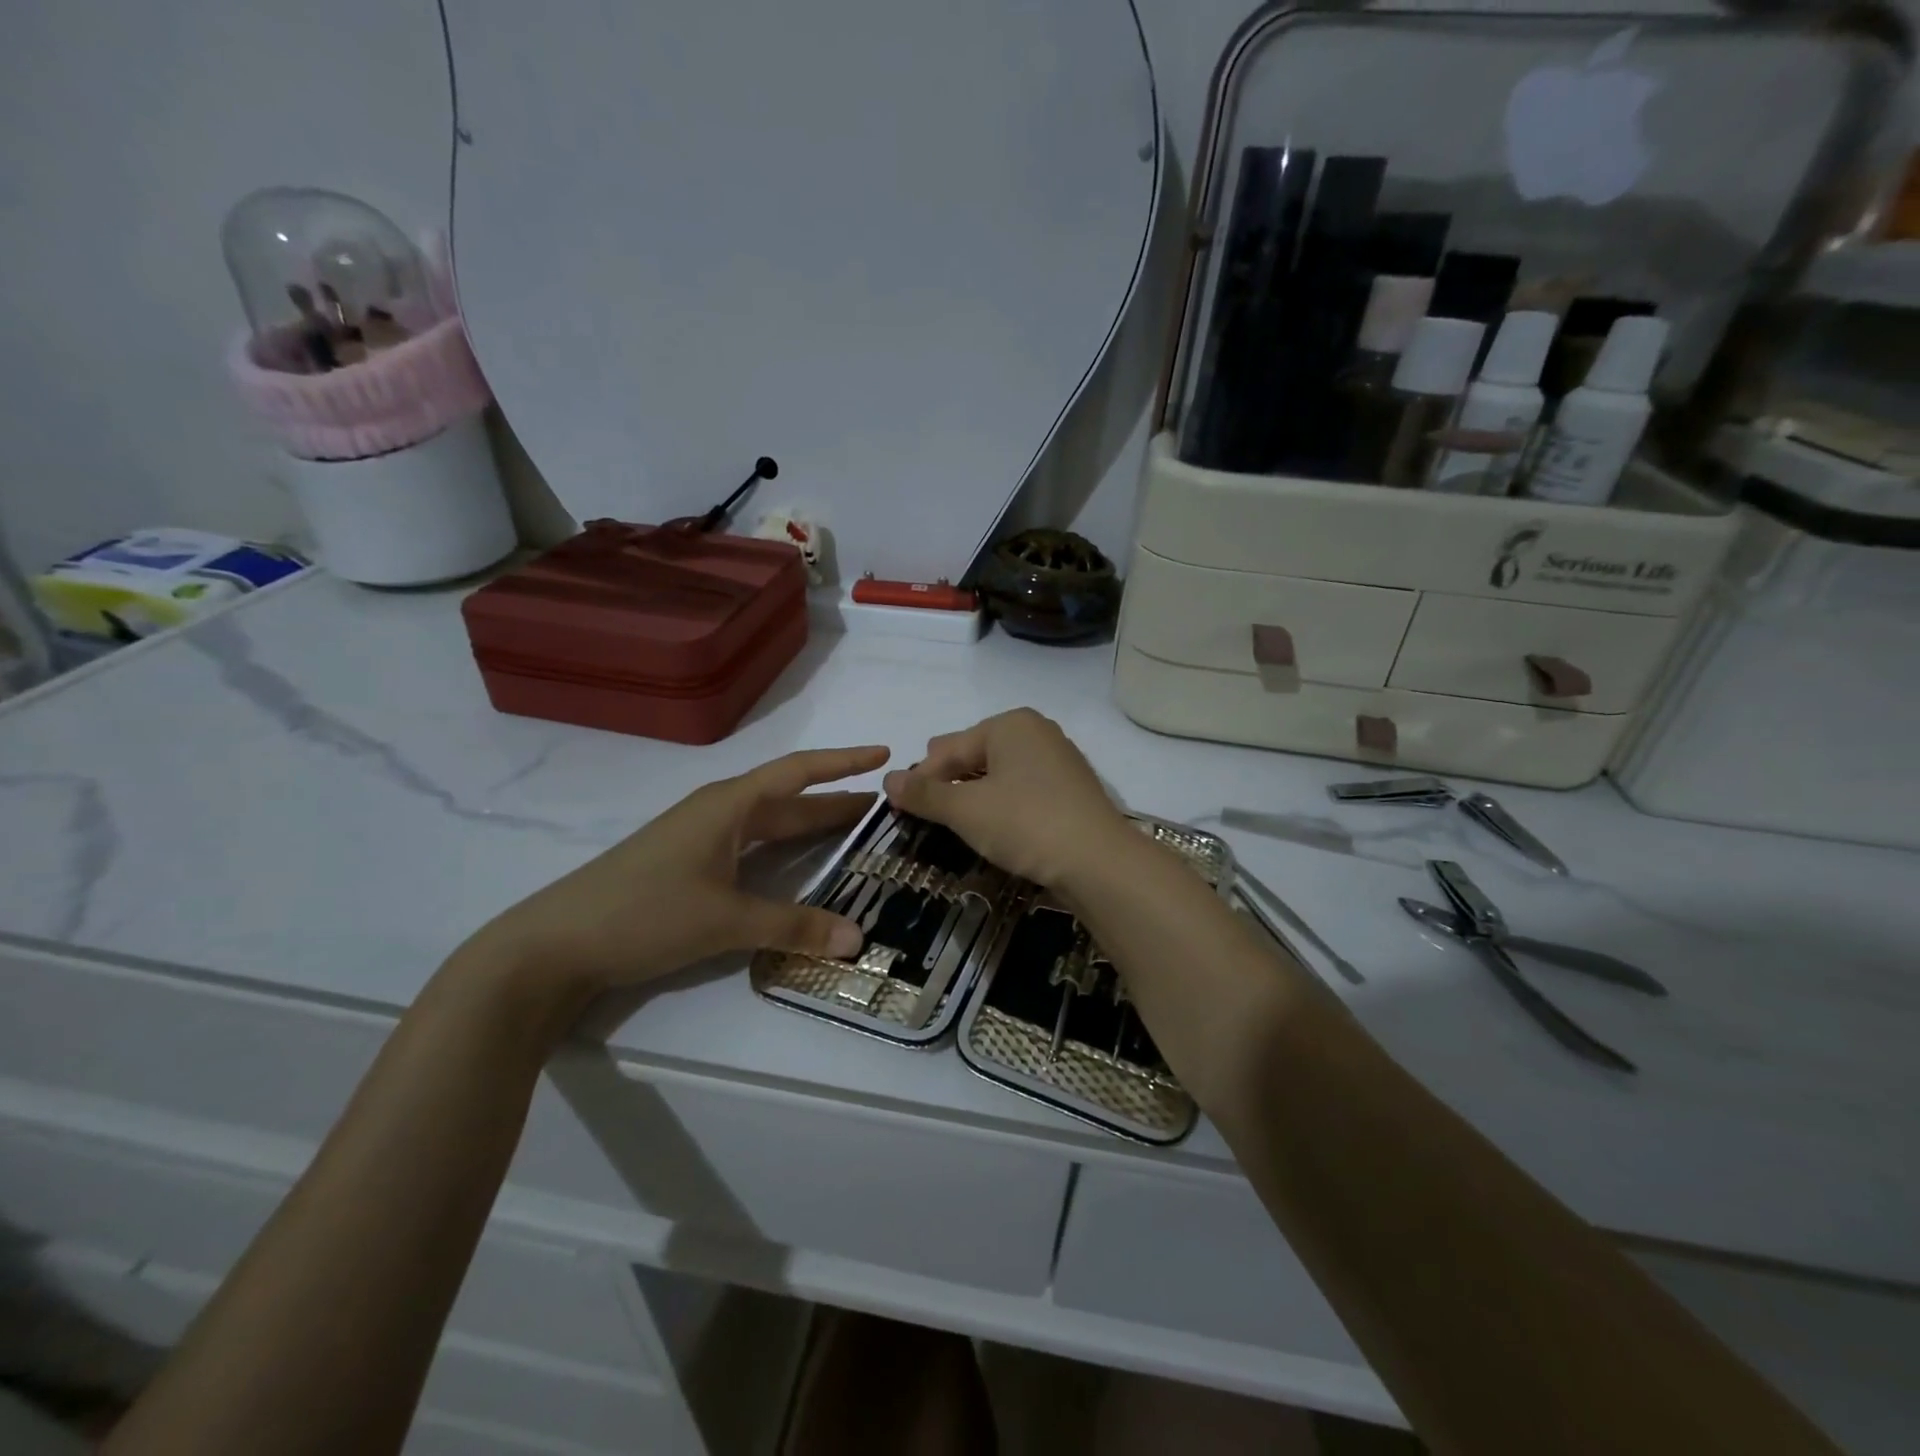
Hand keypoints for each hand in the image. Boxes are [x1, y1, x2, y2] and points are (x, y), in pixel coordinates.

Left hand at [456, 746, 887, 1007]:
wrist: (554, 945)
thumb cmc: (643, 914)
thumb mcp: (724, 921)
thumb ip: (793, 927)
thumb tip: (858, 940)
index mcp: (728, 805)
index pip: (798, 772)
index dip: (843, 762)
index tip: (884, 753)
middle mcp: (718, 812)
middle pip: (789, 798)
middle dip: (836, 798)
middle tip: (886, 804)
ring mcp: (700, 838)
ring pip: (770, 824)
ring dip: (811, 825)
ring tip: (856, 831)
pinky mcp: (689, 865)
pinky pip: (752, 847)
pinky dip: (785, 851)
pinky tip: (798, 867)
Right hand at [882, 709, 1130, 888]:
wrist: (1099, 861)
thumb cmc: (1026, 823)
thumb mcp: (966, 810)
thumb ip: (925, 794)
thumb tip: (888, 778)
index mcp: (1010, 724)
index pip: (950, 748)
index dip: (921, 777)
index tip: (898, 805)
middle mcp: (1036, 732)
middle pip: (975, 753)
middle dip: (948, 779)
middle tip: (924, 807)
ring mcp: (1058, 760)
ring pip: (1000, 772)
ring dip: (974, 793)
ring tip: (953, 818)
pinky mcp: (1071, 790)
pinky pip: (1022, 788)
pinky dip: (1001, 802)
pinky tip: (993, 824)